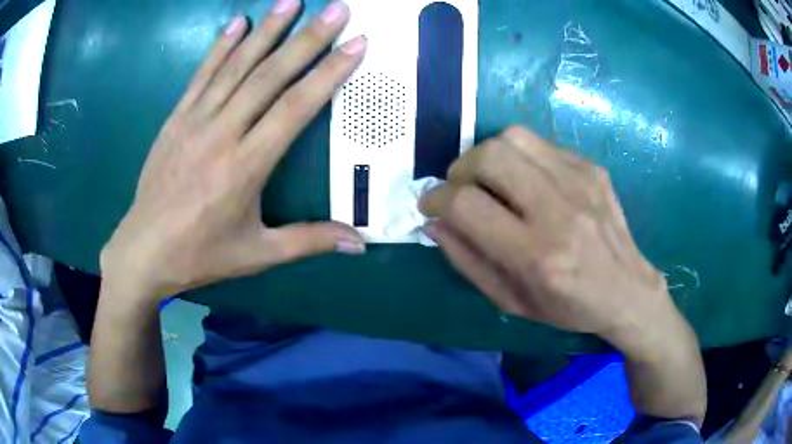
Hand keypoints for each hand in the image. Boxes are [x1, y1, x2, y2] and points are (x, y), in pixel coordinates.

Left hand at [101, 1, 367, 302]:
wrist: (144, 251)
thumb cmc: (201, 255)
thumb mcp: (257, 254)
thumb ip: (309, 241)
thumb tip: (360, 244)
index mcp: (245, 167)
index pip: (294, 108)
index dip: (328, 73)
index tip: (355, 44)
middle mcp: (221, 134)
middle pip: (269, 76)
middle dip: (307, 38)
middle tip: (336, 9)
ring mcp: (194, 122)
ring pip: (235, 67)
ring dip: (267, 30)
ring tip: (292, 0)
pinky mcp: (175, 119)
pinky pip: (201, 76)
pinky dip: (220, 46)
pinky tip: (237, 22)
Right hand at [420, 126, 675, 343]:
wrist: (627, 290)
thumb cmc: (568, 306)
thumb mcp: (511, 301)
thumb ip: (467, 260)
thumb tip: (432, 222)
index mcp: (536, 255)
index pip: (468, 205)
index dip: (436, 199)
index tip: (430, 204)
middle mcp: (559, 211)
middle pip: (489, 157)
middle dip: (460, 168)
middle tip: (461, 188)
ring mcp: (580, 182)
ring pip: (513, 138)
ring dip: (487, 155)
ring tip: (490, 179)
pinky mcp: (591, 168)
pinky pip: (540, 144)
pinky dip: (520, 157)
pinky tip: (527, 181)